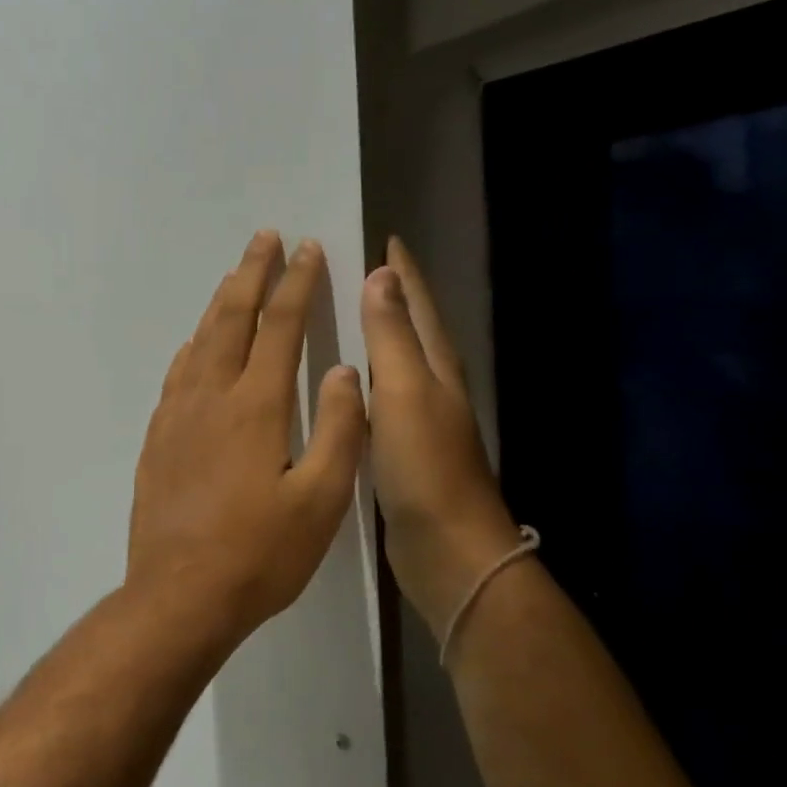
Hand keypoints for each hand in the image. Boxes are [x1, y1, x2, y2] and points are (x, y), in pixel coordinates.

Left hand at [127, 231, 367, 635]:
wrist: (178, 594)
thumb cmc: (259, 554)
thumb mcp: (321, 500)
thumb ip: (340, 430)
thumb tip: (346, 371)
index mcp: (256, 406)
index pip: (280, 327)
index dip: (296, 284)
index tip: (307, 249)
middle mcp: (210, 397)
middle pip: (231, 318)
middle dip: (251, 273)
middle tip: (265, 238)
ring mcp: (176, 416)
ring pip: (199, 341)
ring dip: (219, 303)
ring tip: (234, 277)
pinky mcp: (156, 439)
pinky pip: (176, 374)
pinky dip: (191, 347)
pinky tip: (194, 345)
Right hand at [362, 238, 521, 641]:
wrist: (448, 549)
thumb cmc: (425, 466)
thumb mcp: (405, 392)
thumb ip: (391, 336)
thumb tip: (382, 275)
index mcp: (435, 367)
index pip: (418, 303)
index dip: (402, 271)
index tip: (383, 237)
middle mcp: (431, 386)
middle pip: (410, 326)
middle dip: (387, 295)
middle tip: (349, 269)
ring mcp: (418, 420)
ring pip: (393, 361)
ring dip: (373, 335)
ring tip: (339, 315)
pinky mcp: (401, 449)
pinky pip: (378, 396)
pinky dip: (362, 377)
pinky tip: (339, 384)